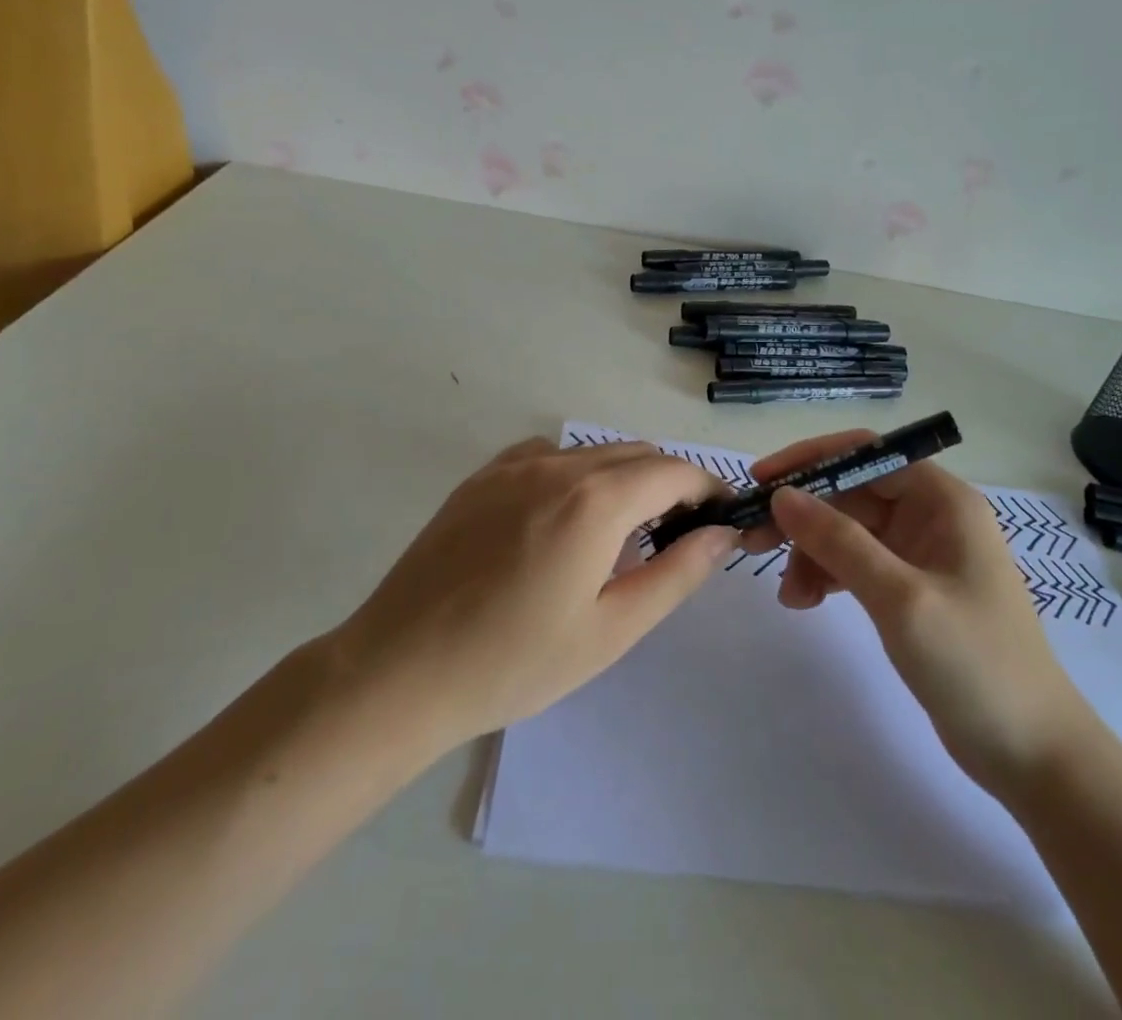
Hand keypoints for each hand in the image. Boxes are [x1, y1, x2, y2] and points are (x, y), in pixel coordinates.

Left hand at [334, 438, 736, 752]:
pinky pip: (548, 455)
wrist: (400, 670)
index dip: (707, 490)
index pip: (675, 471)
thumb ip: (676, 574)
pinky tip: (562, 518)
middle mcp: (558, 465)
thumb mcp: (611, 630)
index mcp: (596, 500)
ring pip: (593, 451)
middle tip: (675, 536)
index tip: (720, 520)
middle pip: (637, 454)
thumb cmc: (514, 662)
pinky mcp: (481, 476)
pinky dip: (575, 472)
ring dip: (624, 477)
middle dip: (669, 484)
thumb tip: (722, 534)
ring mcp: (513, 465)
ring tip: (619, 534)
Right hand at [750, 430, 1096, 795]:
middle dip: (803, 515)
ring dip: (811, 553)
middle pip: (851, 493)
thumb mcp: (900, 597)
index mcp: (942, 500)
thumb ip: (838, 541)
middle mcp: (931, 516)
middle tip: (754, 541)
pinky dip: (827, 576)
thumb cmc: (975, 664)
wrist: (1034, 755)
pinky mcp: (910, 590)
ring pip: (848, 531)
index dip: (811, 459)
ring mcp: (920, 554)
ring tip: (787, 595)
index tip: (763, 480)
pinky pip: (856, 564)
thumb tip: (782, 495)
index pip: (866, 453)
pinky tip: (805, 601)